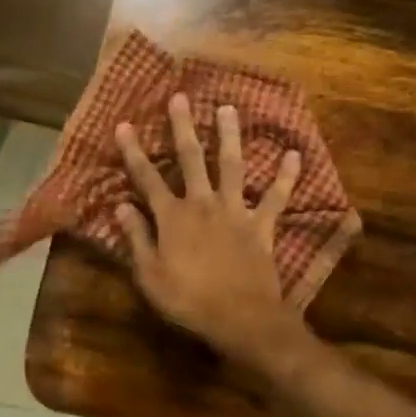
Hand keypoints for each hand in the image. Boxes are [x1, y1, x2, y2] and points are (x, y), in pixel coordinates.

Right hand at [114, 93, 308, 367]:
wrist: (240, 319)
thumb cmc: (188, 301)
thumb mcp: (150, 275)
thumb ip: (137, 237)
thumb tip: (120, 206)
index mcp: (172, 218)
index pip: (147, 178)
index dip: (134, 151)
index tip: (124, 124)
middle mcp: (203, 205)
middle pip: (191, 159)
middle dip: (182, 128)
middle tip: (180, 98)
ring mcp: (235, 212)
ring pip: (232, 166)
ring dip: (230, 136)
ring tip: (228, 108)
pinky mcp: (262, 226)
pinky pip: (276, 198)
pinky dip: (286, 177)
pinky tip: (295, 154)